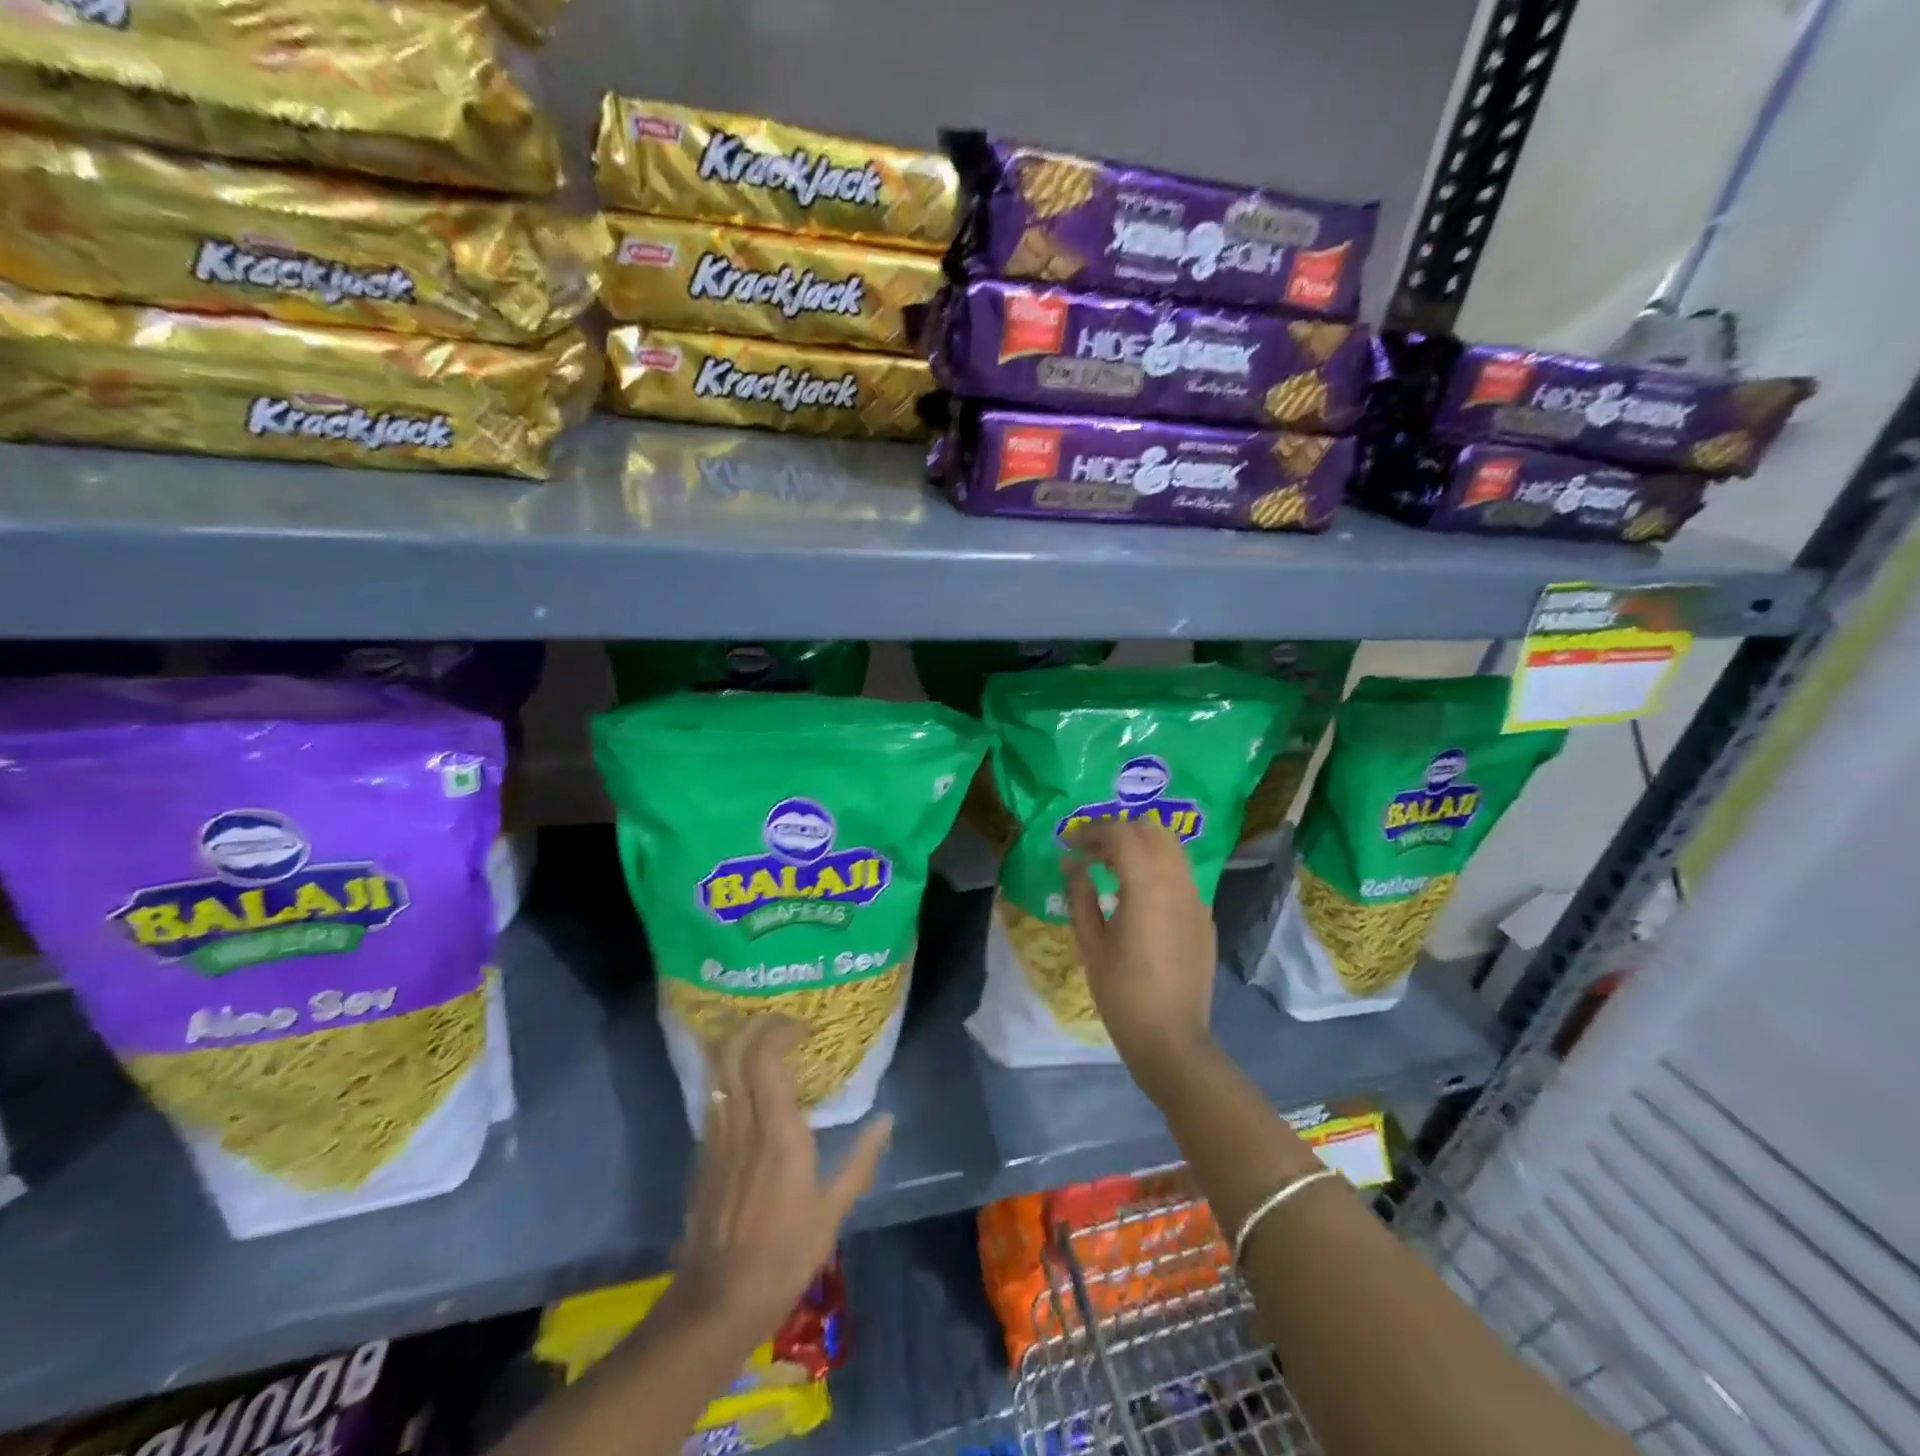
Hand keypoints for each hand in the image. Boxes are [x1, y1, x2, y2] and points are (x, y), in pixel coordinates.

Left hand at [673, 1018, 891, 1339]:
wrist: (718, 1300)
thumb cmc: (784, 1254)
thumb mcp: (833, 1210)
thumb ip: (861, 1160)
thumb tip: (887, 1120)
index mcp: (777, 1132)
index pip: (766, 1058)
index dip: (780, 1031)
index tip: (804, 1029)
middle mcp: (742, 1123)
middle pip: (733, 1052)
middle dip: (752, 1024)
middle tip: (780, 1021)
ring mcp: (716, 1137)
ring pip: (716, 1070)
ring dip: (736, 1043)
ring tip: (762, 1039)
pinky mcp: (702, 1153)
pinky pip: (711, 1095)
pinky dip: (727, 1073)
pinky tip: (745, 1081)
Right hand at [1062, 819, 1216, 1077]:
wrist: (1171, 1038)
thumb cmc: (1122, 992)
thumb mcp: (1090, 942)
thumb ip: (1080, 894)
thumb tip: (1072, 864)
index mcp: (1147, 884)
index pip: (1121, 834)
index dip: (1092, 831)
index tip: (1070, 844)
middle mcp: (1177, 882)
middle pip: (1152, 830)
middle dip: (1119, 832)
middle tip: (1092, 852)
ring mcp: (1196, 899)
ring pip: (1171, 849)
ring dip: (1141, 847)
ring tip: (1112, 869)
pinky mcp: (1204, 917)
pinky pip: (1181, 876)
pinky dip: (1158, 869)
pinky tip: (1139, 897)